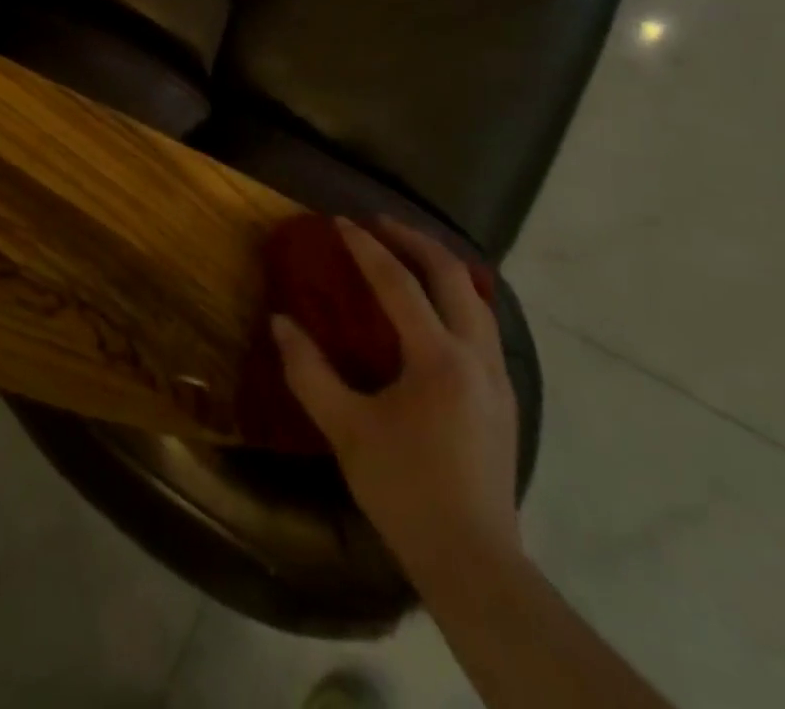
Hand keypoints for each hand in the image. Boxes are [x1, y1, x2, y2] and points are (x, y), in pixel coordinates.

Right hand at [272, 218, 522, 593]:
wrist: (474, 562)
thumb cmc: (405, 491)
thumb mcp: (346, 430)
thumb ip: (309, 371)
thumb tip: (280, 322)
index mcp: (438, 359)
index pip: (399, 283)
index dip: (366, 248)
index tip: (341, 222)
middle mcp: (476, 355)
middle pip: (452, 275)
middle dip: (415, 241)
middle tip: (380, 223)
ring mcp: (498, 376)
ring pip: (477, 297)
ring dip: (442, 266)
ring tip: (409, 253)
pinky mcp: (504, 397)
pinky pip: (483, 323)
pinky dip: (458, 296)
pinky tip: (436, 309)